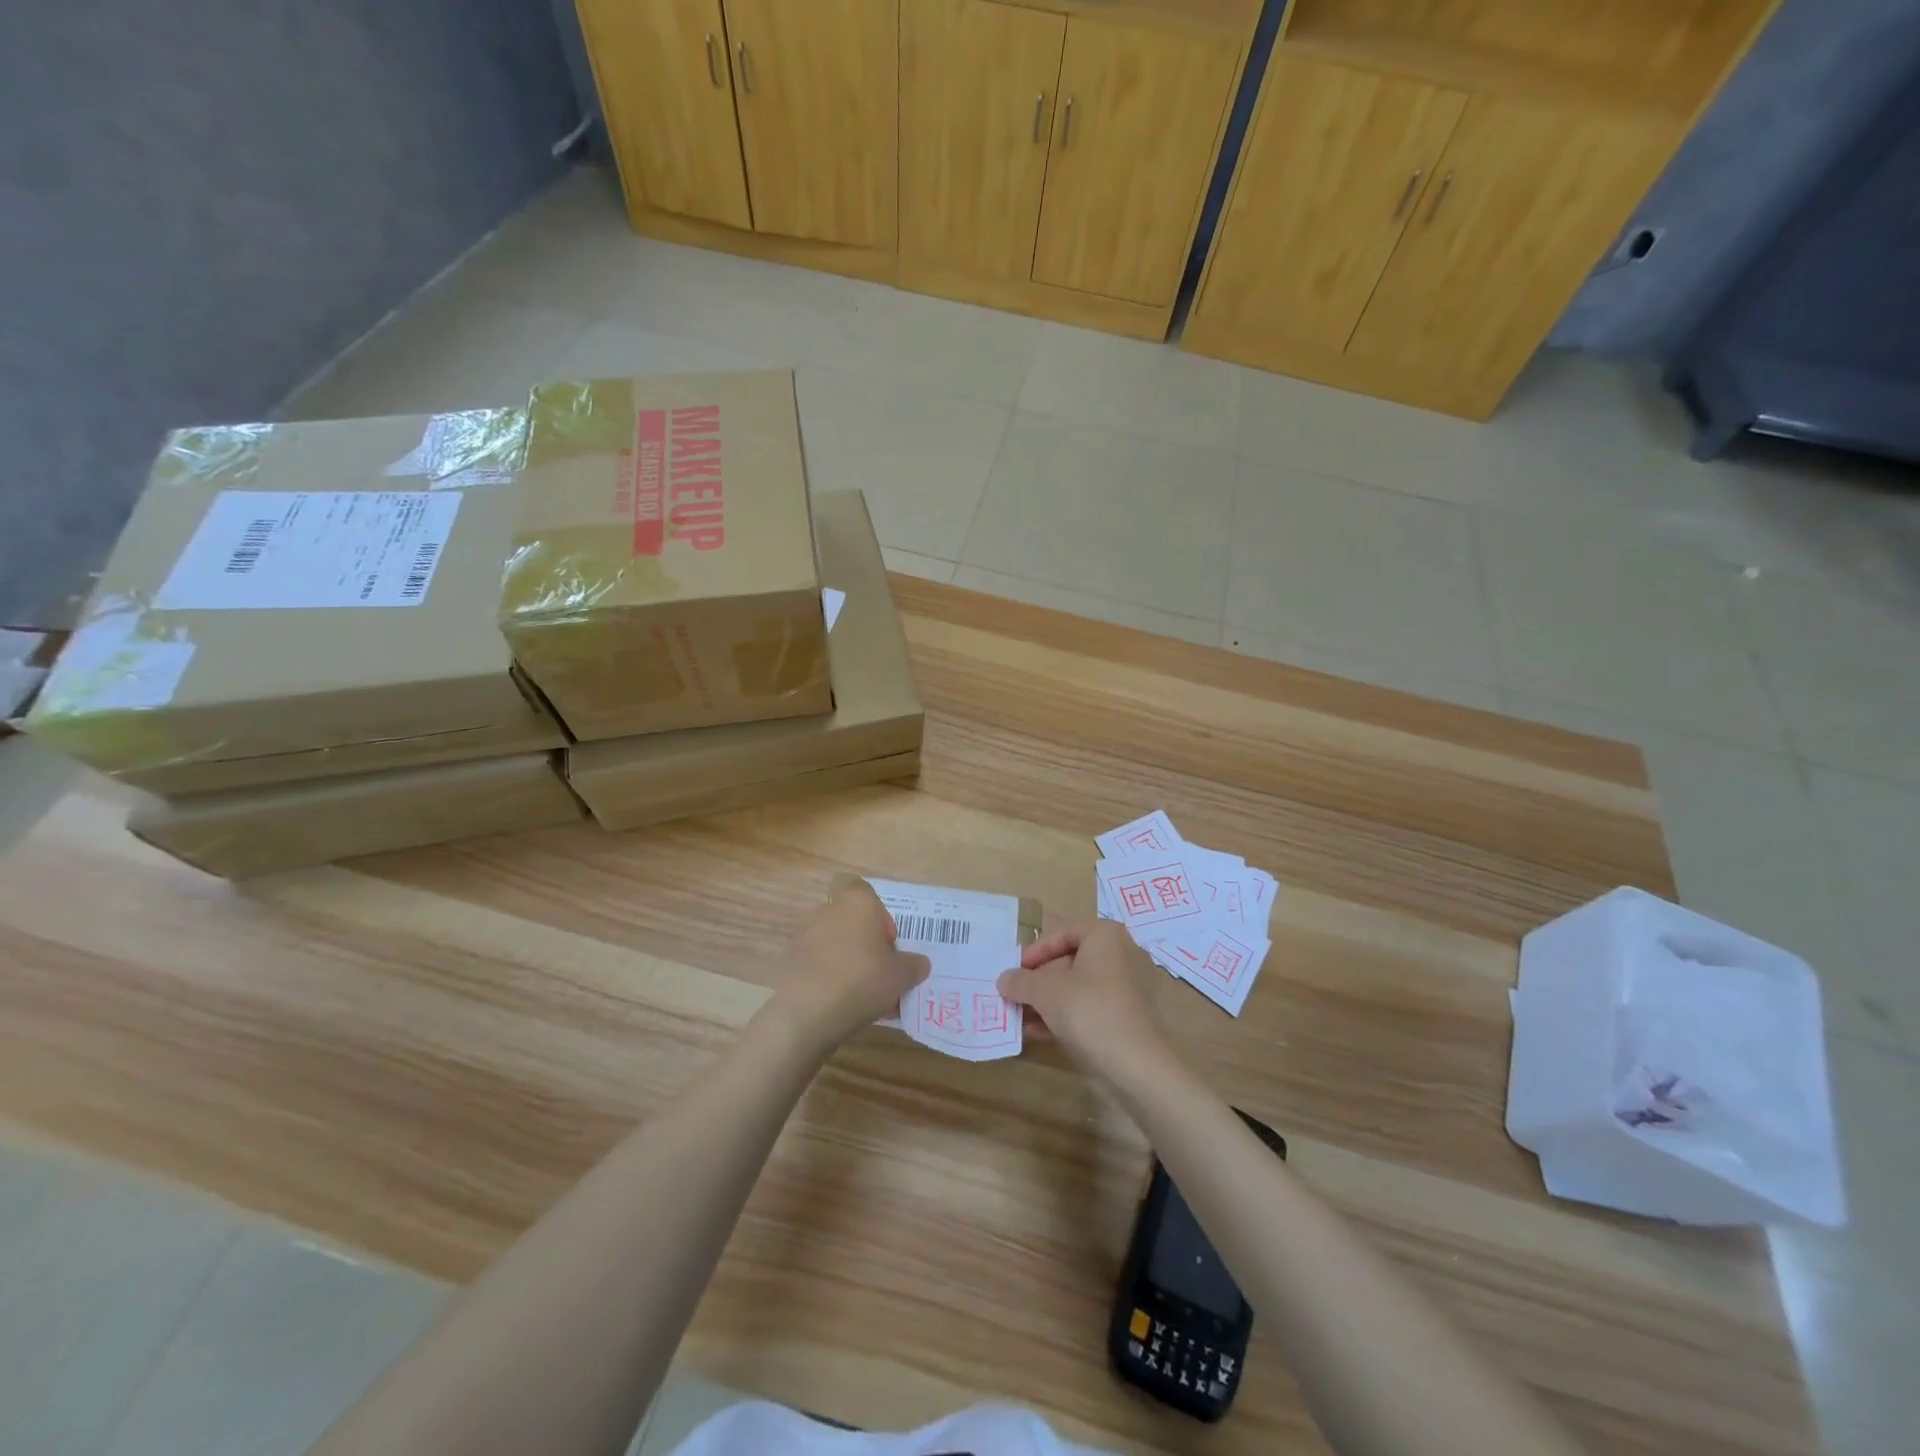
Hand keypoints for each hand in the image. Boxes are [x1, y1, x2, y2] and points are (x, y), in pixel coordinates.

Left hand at [772, 881, 929, 1052]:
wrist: (807, 1012)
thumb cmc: (862, 979)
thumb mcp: (902, 975)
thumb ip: (914, 965)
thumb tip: (919, 964)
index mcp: (858, 902)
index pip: (865, 891)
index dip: (880, 916)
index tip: (888, 943)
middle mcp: (829, 911)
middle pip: (852, 921)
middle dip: (867, 945)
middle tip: (881, 973)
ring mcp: (806, 936)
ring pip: (836, 945)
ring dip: (849, 963)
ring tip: (865, 997)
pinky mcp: (792, 963)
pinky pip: (819, 966)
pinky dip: (830, 980)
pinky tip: (842, 1007)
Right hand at [998, 921, 1177, 1085]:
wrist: (1137, 1065)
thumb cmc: (1089, 1010)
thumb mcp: (1045, 992)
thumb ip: (1020, 981)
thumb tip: (1004, 980)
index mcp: (1105, 935)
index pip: (1062, 933)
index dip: (1035, 952)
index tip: (1016, 971)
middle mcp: (1121, 953)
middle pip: (1070, 960)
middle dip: (1039, 980)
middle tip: (1016, 995)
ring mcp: (1128, 986)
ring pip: (1079, 986)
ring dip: (1048, 1001)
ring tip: (1021, 1018)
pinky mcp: (1129, 1015)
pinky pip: (1091, 1006)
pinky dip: (1066, 1014)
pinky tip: (1040, 1032)